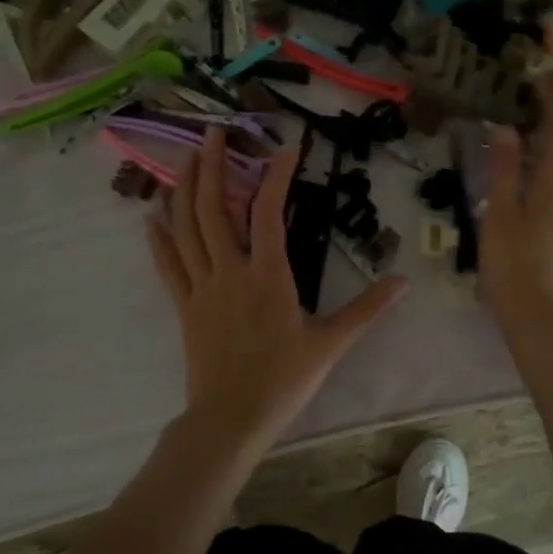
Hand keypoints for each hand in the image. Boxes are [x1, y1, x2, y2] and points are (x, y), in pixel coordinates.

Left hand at [145, 129, 407, 453]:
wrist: (230, 419)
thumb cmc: (283, 380)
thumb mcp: (331, 343)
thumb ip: (366, 309)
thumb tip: (402, 282)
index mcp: (268, 275)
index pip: (268, 211)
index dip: (276, 175)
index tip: (285, 148)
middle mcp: (230, 271)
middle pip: (214, 208)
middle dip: (212, 166)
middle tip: (213, 133)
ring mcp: (202, 288)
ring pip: (186, 229)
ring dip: (183, 190)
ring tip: (183, 158)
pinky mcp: (184, 307)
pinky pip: (166, 266)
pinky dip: (158, 239)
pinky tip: (150, 216)